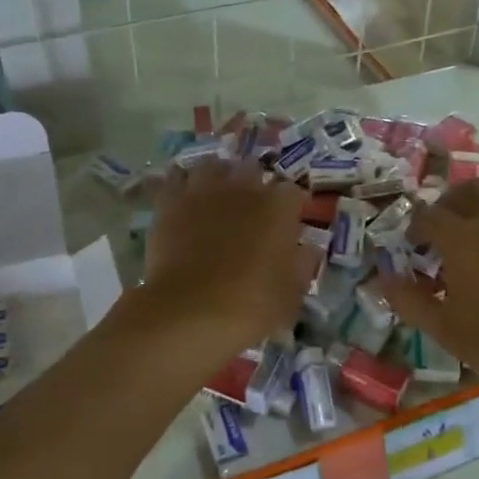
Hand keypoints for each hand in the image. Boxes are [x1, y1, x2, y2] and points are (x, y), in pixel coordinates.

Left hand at [141, 159, 318, 352]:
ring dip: (218, 178)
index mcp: (279, 206)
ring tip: (216, 197)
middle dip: (254, 186)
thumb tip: (308, 248)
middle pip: (253, 170)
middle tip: (252, 211)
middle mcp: (243, 188)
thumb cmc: (251, 306)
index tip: (290, 224)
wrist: (189, 311)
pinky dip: (181, 186)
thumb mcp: (291, 294)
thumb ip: (302, 265)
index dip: (292, 208)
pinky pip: (175, 180)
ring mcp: (204, 191)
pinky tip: (183, 200)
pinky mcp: (170, 202)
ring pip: (213, 167)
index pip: (293, 193)